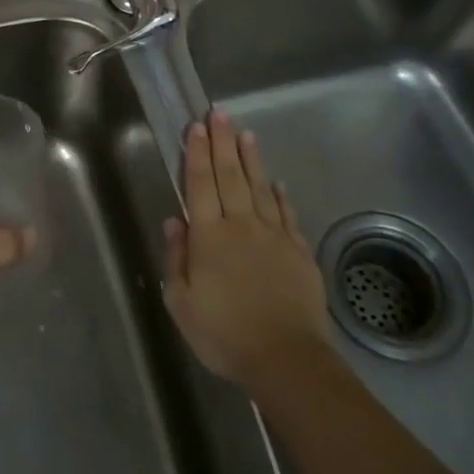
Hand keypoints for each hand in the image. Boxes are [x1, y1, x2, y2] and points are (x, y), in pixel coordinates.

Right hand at [163, 110, 332, 395]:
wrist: (287, 359)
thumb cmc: (225, 334)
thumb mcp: (182, 303)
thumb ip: (176, 259)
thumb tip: (174, 221)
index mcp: (209, 236)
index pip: (200, 184)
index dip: (197, 153)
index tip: (196, 126)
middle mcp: (241, 225)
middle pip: (230, 176)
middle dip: (223, 142)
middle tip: (219, 113)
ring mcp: (274, 236)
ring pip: (260, 187)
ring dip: (251, 159)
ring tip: (246, 133)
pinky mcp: (298, 252)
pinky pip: (287, 215)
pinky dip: (280, 195)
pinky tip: (277, 182)